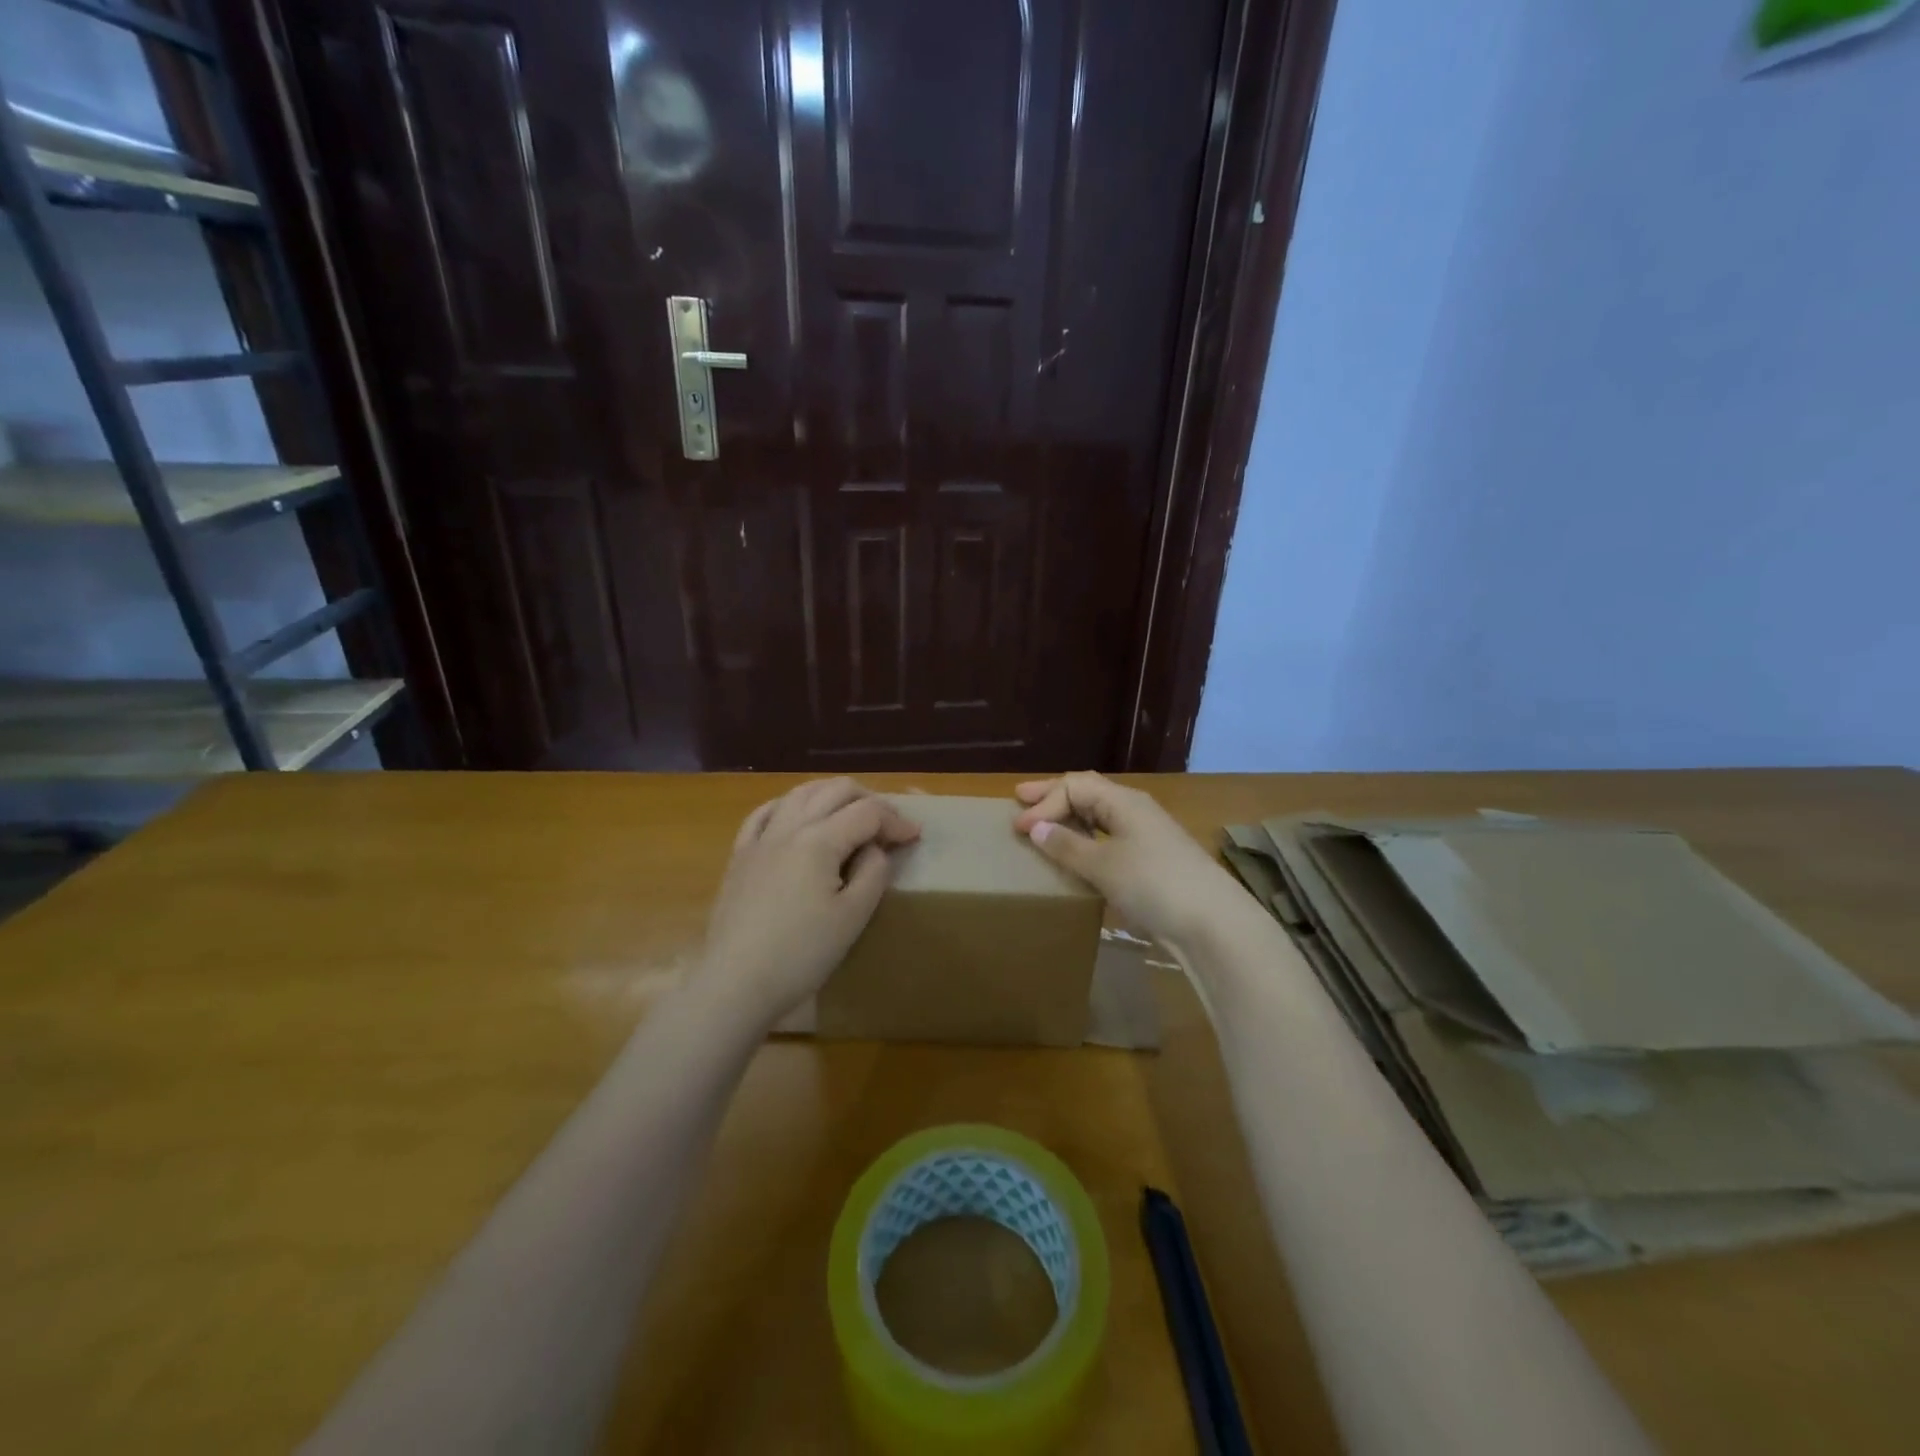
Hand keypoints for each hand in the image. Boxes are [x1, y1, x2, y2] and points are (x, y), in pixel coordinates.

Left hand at [695, 778, 919, 1027]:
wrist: (736, 983)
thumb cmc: (801, 954)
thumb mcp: (853, 917)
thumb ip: (873, 873)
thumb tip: (875, 849)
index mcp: (819, 840)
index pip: (867, 813)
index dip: (896, 820)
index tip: (915, 837)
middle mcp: (789, 827)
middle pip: (835, 790)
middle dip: (868, 799)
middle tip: (888, 824)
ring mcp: (760, 839)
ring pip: (800, 793)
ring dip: (831, 795)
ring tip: (850, 814)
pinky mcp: (740, 856)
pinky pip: (764, 813)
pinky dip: (789, 805)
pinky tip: (797, 816)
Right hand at [1013, 772, 1257, 952]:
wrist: (1213, 923)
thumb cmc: (1153, 884)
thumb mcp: (1104, 865)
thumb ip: (1067, 845)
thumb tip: (1036, 828)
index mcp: (1123, 801)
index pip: (1075, 787)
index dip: (1044, 802)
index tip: (1019, 828)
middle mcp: (1135, 810)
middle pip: (1088, 793)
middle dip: (1054, 796)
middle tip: (1021, 798)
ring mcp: (1147, 835)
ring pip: (1100, 816)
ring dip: (1070, 818)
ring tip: (1045, 825)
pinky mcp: (1152, 861)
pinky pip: (1110, 838)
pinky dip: (1087, 840)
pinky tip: (1077, 854)